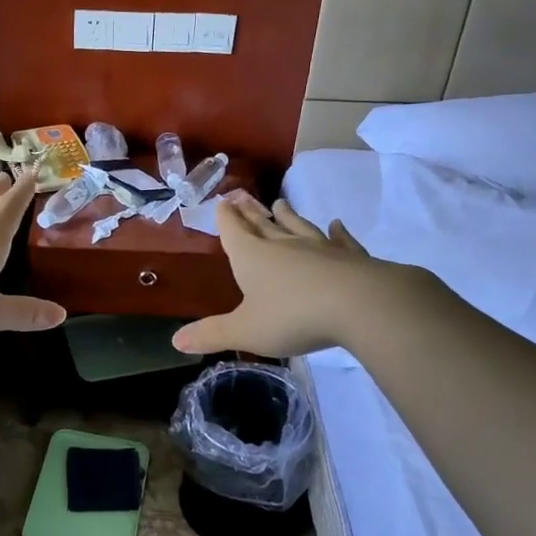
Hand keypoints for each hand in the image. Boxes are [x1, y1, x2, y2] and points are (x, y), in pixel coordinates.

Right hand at [172, 197, 431, 356]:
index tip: (221, 200)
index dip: (225, 217)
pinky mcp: (350, 257)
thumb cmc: (293, 315)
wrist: (360, 303)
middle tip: (241, 195)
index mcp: (252, 257)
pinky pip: (341, 240)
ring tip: (280, 203)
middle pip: (262, 223)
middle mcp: (283, 245)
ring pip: (298, 227)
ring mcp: (319, 248)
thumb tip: (176, 341)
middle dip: (249, 211)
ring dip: (287, 215)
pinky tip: (337, 224)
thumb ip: (212, 334)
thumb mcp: (245, 330)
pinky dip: (337, 232)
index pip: (233, 231)